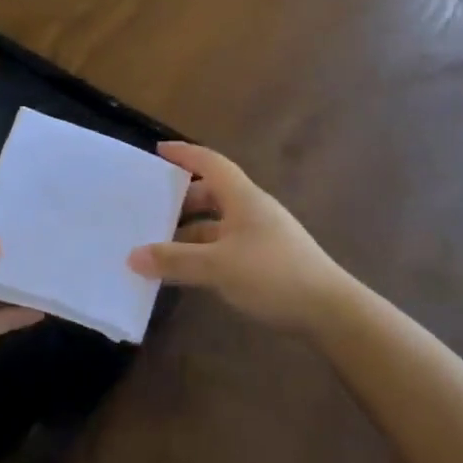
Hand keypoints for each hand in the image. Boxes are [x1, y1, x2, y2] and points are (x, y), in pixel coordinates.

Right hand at [129, 142, 351, 333]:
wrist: (329, 311)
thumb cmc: (273, 275)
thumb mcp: (217, 266)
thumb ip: (174, 260)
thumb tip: (132, 256)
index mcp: (243, 198)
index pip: (210, 163)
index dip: (184, 154)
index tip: (158, 151)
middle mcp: (253, 210)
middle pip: (213, 194)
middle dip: (182, 200)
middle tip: (151, 209)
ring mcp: (262, 236)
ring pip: (218, 224)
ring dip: (191, 232)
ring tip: (160, 246)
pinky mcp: (268, 261)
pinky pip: (227, 247)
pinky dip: (205, 253)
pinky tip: (189, 272)